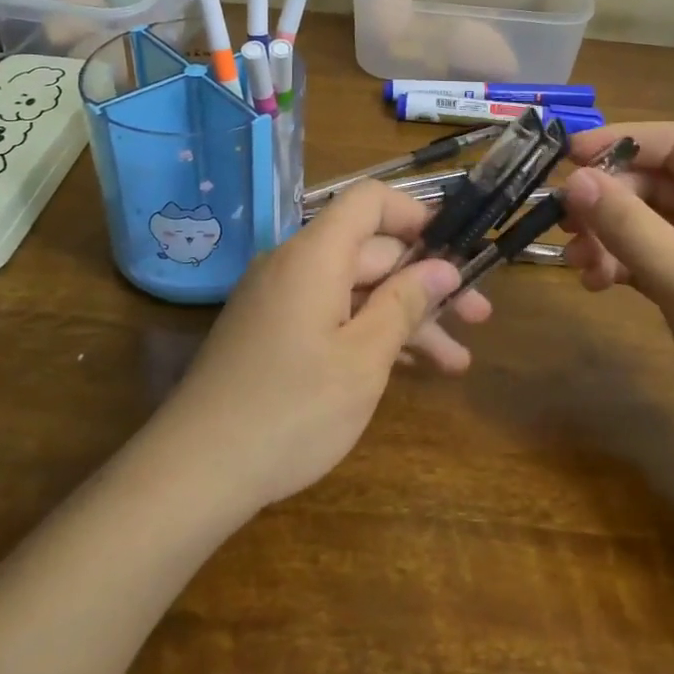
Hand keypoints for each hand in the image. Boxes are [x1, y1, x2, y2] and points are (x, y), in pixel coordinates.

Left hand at [154, 181, 488, 513]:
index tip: (456, 251)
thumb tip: (442, 268)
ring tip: (456, 361)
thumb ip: (405, 304)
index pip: (369, 201)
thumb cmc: (291, 410)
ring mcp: (279, 301)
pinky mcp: (271, 333)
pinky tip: (406, 369)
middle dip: (426, 283)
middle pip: (370, 252)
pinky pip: (330, 315)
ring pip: (354, 291)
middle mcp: (294, 265)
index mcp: (315, 254)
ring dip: (404, 318)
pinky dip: (367, 334)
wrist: (195, 471)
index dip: (416, 215)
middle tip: (479, 318)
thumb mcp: (363, 360)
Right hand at [562, 122, 673, 463]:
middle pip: (660, 183)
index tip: (566, 160)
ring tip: (580, 267)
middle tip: (565, 228)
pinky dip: (627, 264)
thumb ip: (630, 227)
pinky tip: (600, 283)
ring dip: (612, 236)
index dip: (621, 141)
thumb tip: (574, 180)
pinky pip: (658, 258)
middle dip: (610, 201)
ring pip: (654, 223)